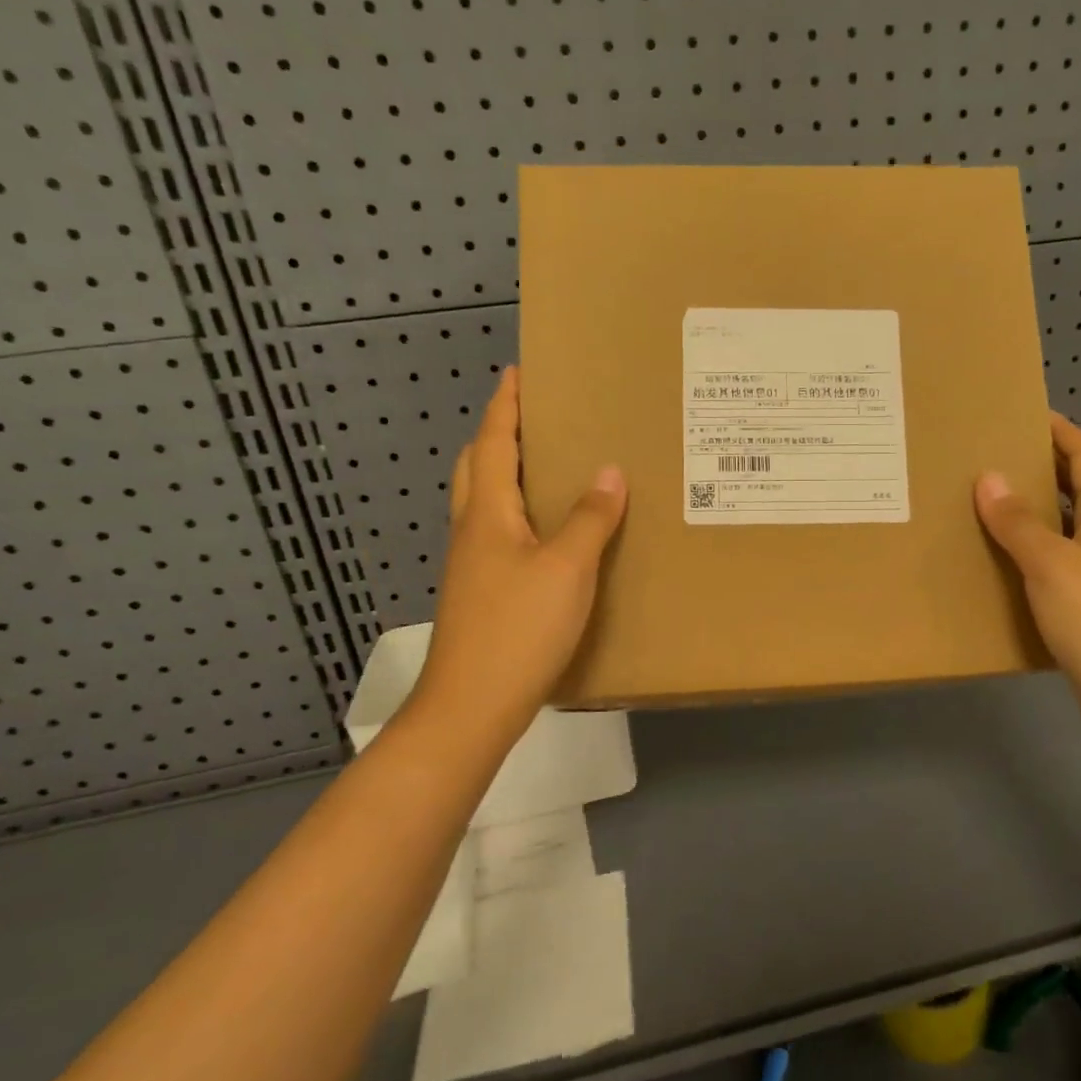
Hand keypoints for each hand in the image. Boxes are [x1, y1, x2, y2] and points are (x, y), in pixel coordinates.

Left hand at [409, 368, 626, 745]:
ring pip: (485, 505)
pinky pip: (498, 537)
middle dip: (498, 437)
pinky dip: (519, 517)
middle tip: (535, 421)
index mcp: (487, 515)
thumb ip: (590, 519)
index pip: (492, 444)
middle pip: (476, 469)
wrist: (472, 708)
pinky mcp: (481, 596)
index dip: (505, 407)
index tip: (517, 373)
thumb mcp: (567, 569)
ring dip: (507, 477)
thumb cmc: (518, 629)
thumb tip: (609, 472)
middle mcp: (471, 533)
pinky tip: (550, 536)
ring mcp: (471, 567)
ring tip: (550, 470)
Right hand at [974, 413, 1080, 735]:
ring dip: (1030, 515)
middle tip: (992, 458)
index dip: (1061, 432)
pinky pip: (1053, 567)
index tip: (1025, 413)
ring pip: (1062, 530)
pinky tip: (999, 566)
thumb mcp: (1053, 565)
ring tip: (983, 506)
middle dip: (1040, 469)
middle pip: (1075, 490)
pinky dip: (1027, 556)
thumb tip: (989, 477)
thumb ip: (1018, 523)